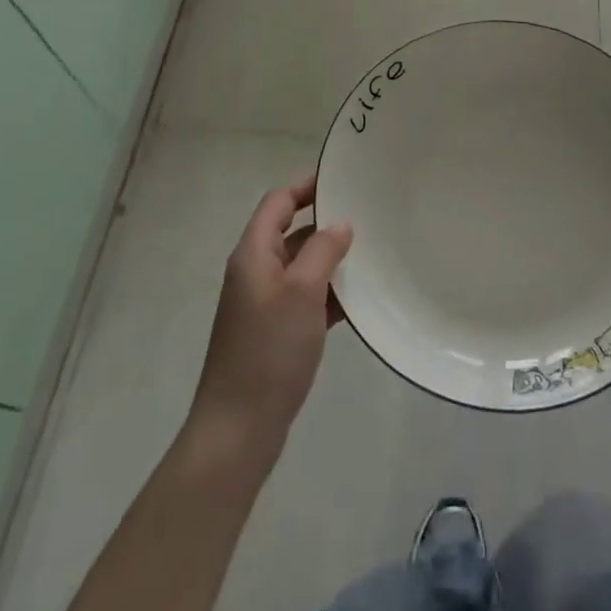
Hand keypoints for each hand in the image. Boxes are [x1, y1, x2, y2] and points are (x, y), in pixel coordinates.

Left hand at [187, 177, 352, 463]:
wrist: (238, 431)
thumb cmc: (268, 351)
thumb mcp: (302, 292)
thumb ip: (323, 250)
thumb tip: (341, 224)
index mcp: (253, 254)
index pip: (278, 202)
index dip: (306, 186)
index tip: (342, 180)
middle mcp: (256, 272)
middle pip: (292, 232)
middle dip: (326, 223)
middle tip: (368, 216)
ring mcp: (265, 305)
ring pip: (302, 267)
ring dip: (332, 260)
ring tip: (373, 253)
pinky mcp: (276, 333)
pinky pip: (306, 299)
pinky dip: (329, 294)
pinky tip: (360, 299)